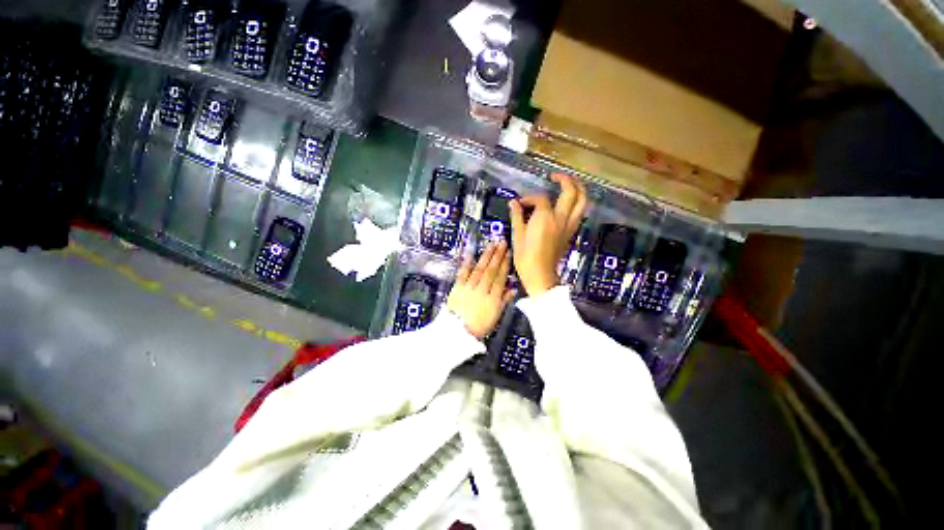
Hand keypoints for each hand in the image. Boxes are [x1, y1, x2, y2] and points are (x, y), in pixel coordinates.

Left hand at [446, 241, 514, 338]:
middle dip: (497, 255)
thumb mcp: (495, 317)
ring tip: (491, 244)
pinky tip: (471, 253)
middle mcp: (482, 290)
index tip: (509, 253)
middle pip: (491, 270)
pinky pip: (462, 273)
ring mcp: (469, 288)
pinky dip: (467, 263)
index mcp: (493, 299)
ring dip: (485, 256)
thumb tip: (513, 288)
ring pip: (479, 269)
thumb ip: (504, 301)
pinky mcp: (457, 288)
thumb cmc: (479, 326)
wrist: (457, 333)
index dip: (505, 265)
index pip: (500, 278)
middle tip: (502, 242)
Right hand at [509, 174, 587, 296]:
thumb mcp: (517, 236)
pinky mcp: (570, 233)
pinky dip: (577, 203)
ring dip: (578, 189)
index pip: (540, 199)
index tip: (519, 204)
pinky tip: (568, 204)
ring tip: (568, 184)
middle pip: (571, 192)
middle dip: (565, 180)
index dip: (529, 198)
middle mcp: (560, 219)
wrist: (540, 275)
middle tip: (555, 176)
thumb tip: (513, 203)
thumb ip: (517, 216)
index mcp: (545, 218)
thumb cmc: (526, 258)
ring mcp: (568, 226)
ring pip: (582, 202)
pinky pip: (579, 213)